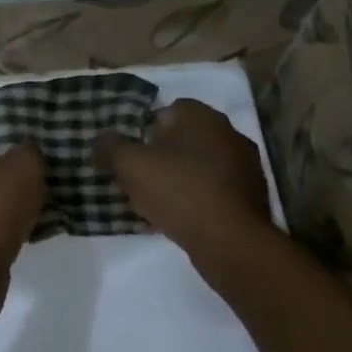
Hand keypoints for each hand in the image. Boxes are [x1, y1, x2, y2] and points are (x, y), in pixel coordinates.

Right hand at [94, 99, 272, 258]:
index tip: (131, 153)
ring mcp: (245, 166)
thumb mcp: (130, 166)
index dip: (145, 129)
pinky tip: (180, 220)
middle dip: (162, 155)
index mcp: (202, 117)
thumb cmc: (178, 191)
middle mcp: (229, 133)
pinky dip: (197, 200)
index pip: (168, 110)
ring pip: (200, 166)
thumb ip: (110, 148)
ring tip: (156, 203)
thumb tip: (99, 139)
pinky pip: (215, 191)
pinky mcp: (252, 197)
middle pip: (185, 139)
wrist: (230, 241)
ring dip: (180, 179)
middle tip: (139, 178)